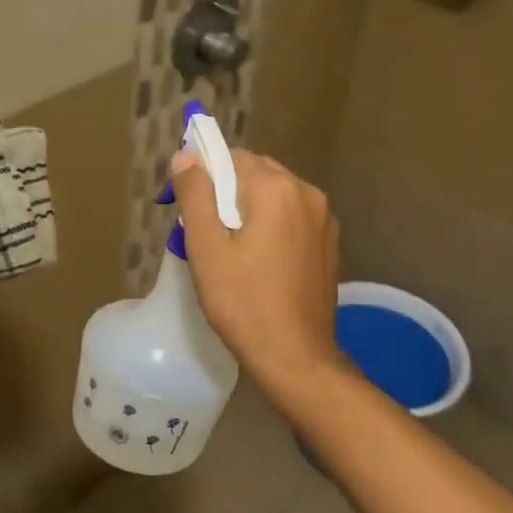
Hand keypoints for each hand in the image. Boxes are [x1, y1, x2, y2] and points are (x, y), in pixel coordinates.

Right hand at [171, 147, 344, 391]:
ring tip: (228, 247)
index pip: (232, 157)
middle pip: (256, 173)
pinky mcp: (329, 244)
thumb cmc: (243, 303)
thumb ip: (195, 194)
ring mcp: (324, 219)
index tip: (183, 206)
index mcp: (277, 189)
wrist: (296, 357)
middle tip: (202, 230)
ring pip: (275, 195)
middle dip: (225, 191)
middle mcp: (307, 193)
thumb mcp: (207, 248)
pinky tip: (258, 260)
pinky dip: (271, 225)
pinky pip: (292, 217)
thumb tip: (186, 155)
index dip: (202, 175)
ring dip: (248, 207)